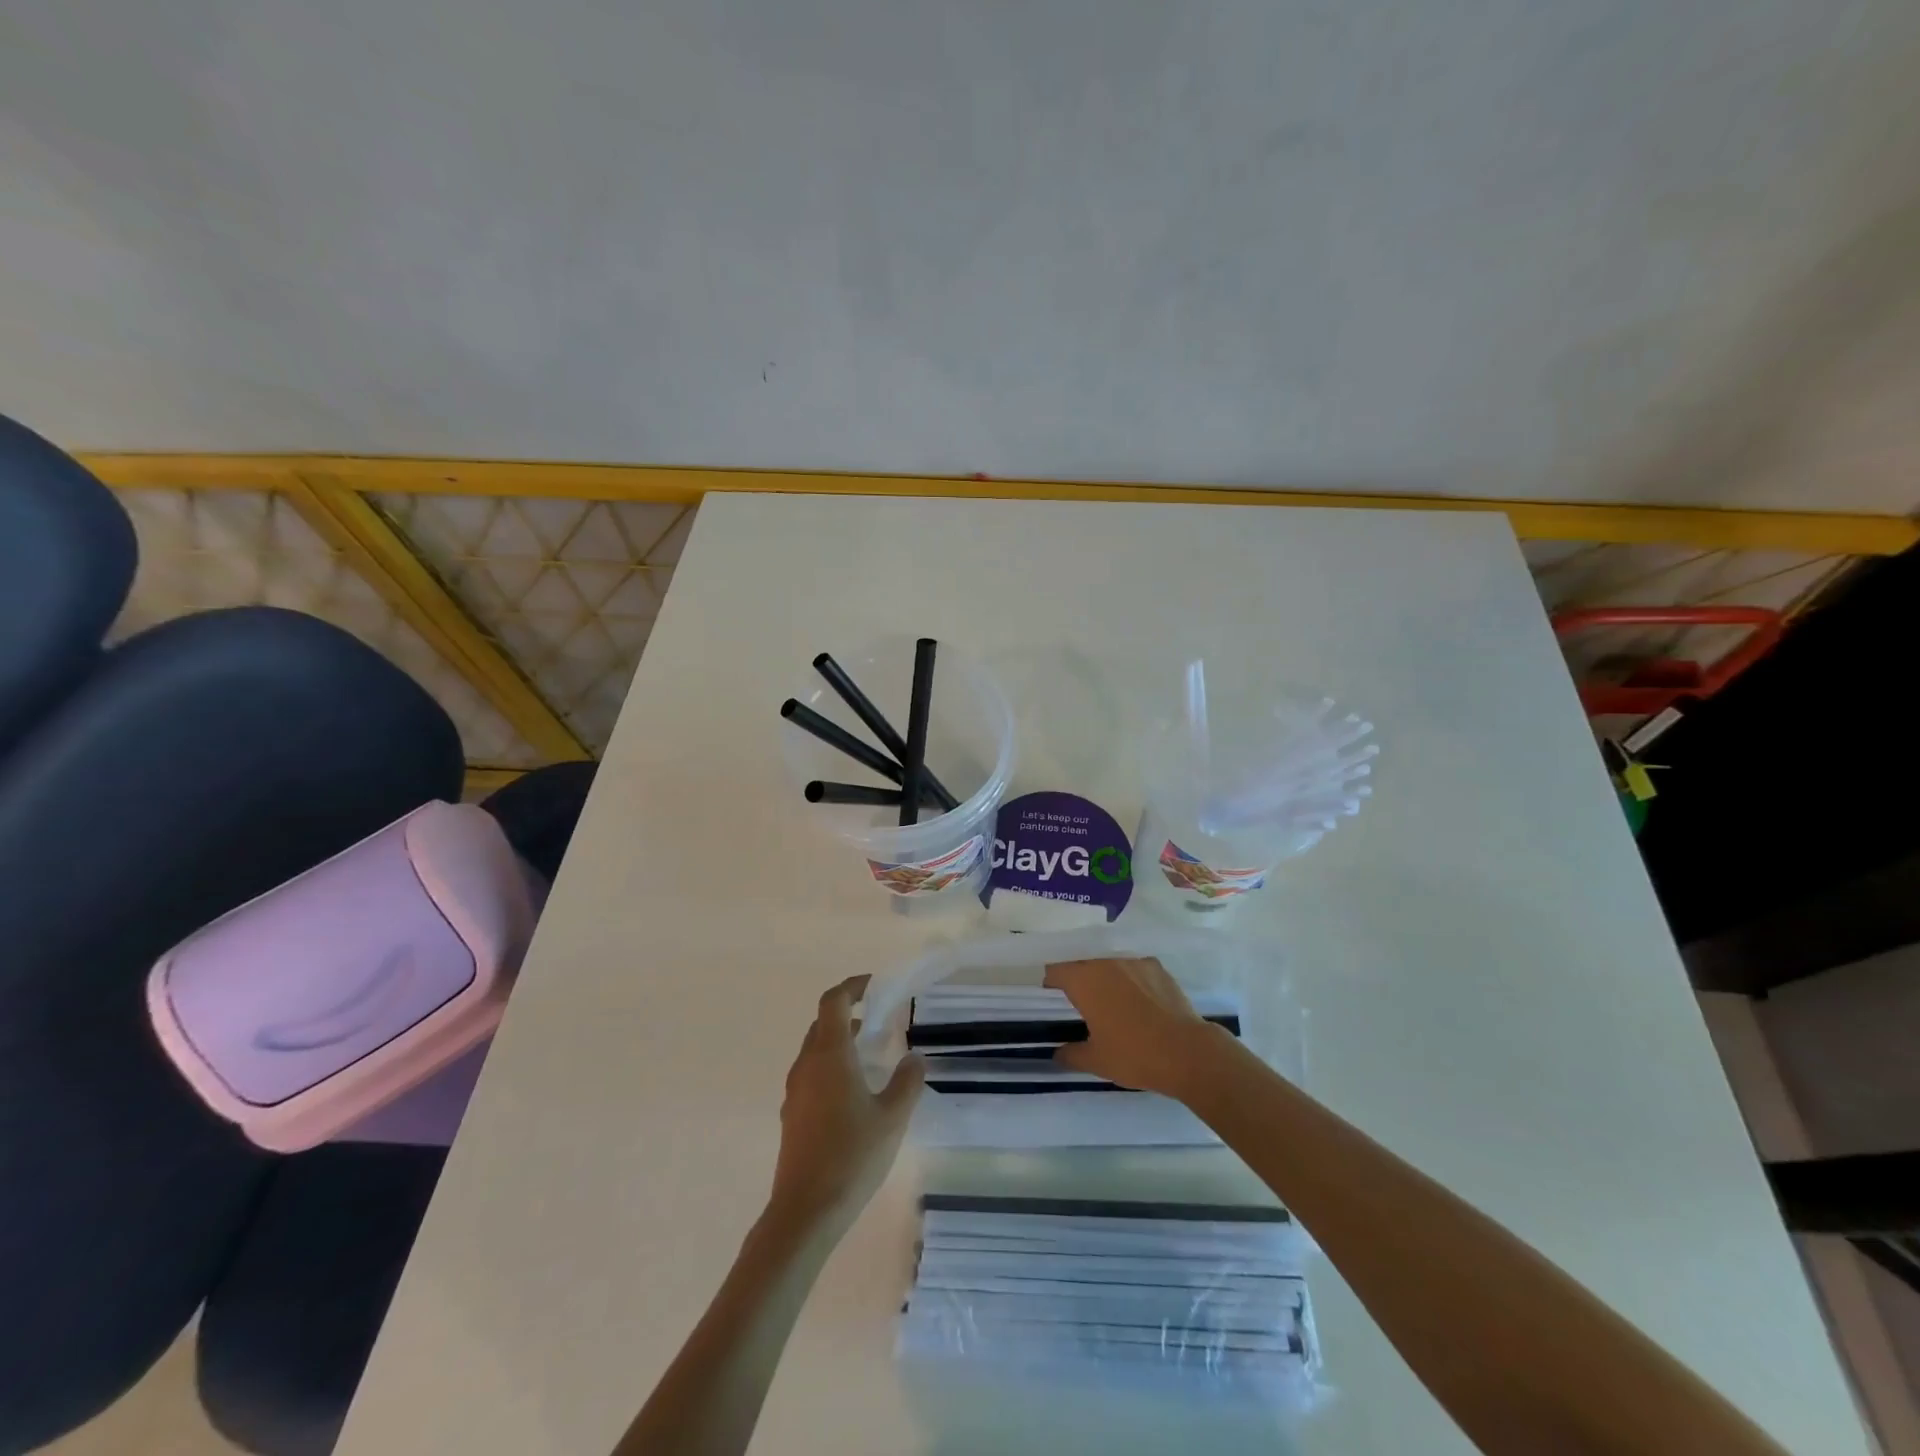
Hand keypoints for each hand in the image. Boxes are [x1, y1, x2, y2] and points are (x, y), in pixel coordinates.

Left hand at [767, 976, 924, 1231]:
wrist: (805, 1211)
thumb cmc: (851, 1155)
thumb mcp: (892, 1117)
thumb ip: (907, 1082)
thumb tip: (914, 1057)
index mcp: (829, 1054)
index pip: (833, 1001)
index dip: (852, 986)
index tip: (874, 986)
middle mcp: (807, 1065)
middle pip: (822, 1023)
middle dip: (848, 1013)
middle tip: (878, 1019)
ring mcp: (795, 1091)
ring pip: (815, 1050)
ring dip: (840, 1041)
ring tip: (871, 1055)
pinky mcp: (792, 1115)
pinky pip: (811, 1074)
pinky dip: (831, 1066)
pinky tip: (854, 1093)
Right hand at [1043, 957, 1217, 1098]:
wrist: (1186, 1052)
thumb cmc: (1134, 1055)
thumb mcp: (1096, 1061)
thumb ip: (1071, 1054)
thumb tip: (1057, 1053)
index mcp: (1085, 981)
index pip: (1056, 971)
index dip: (1052, 984)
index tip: (1053, 999)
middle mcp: (1106, 963)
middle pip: (1083, 965)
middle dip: (1080, 982)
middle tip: (1084, 1007)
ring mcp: (1134, 962)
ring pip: (1110, 966)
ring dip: (1106, 980)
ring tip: (1115, 1005)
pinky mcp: (1158, 968)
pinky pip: (1135, 970)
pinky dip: (1132, 981)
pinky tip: (1142, 1004)